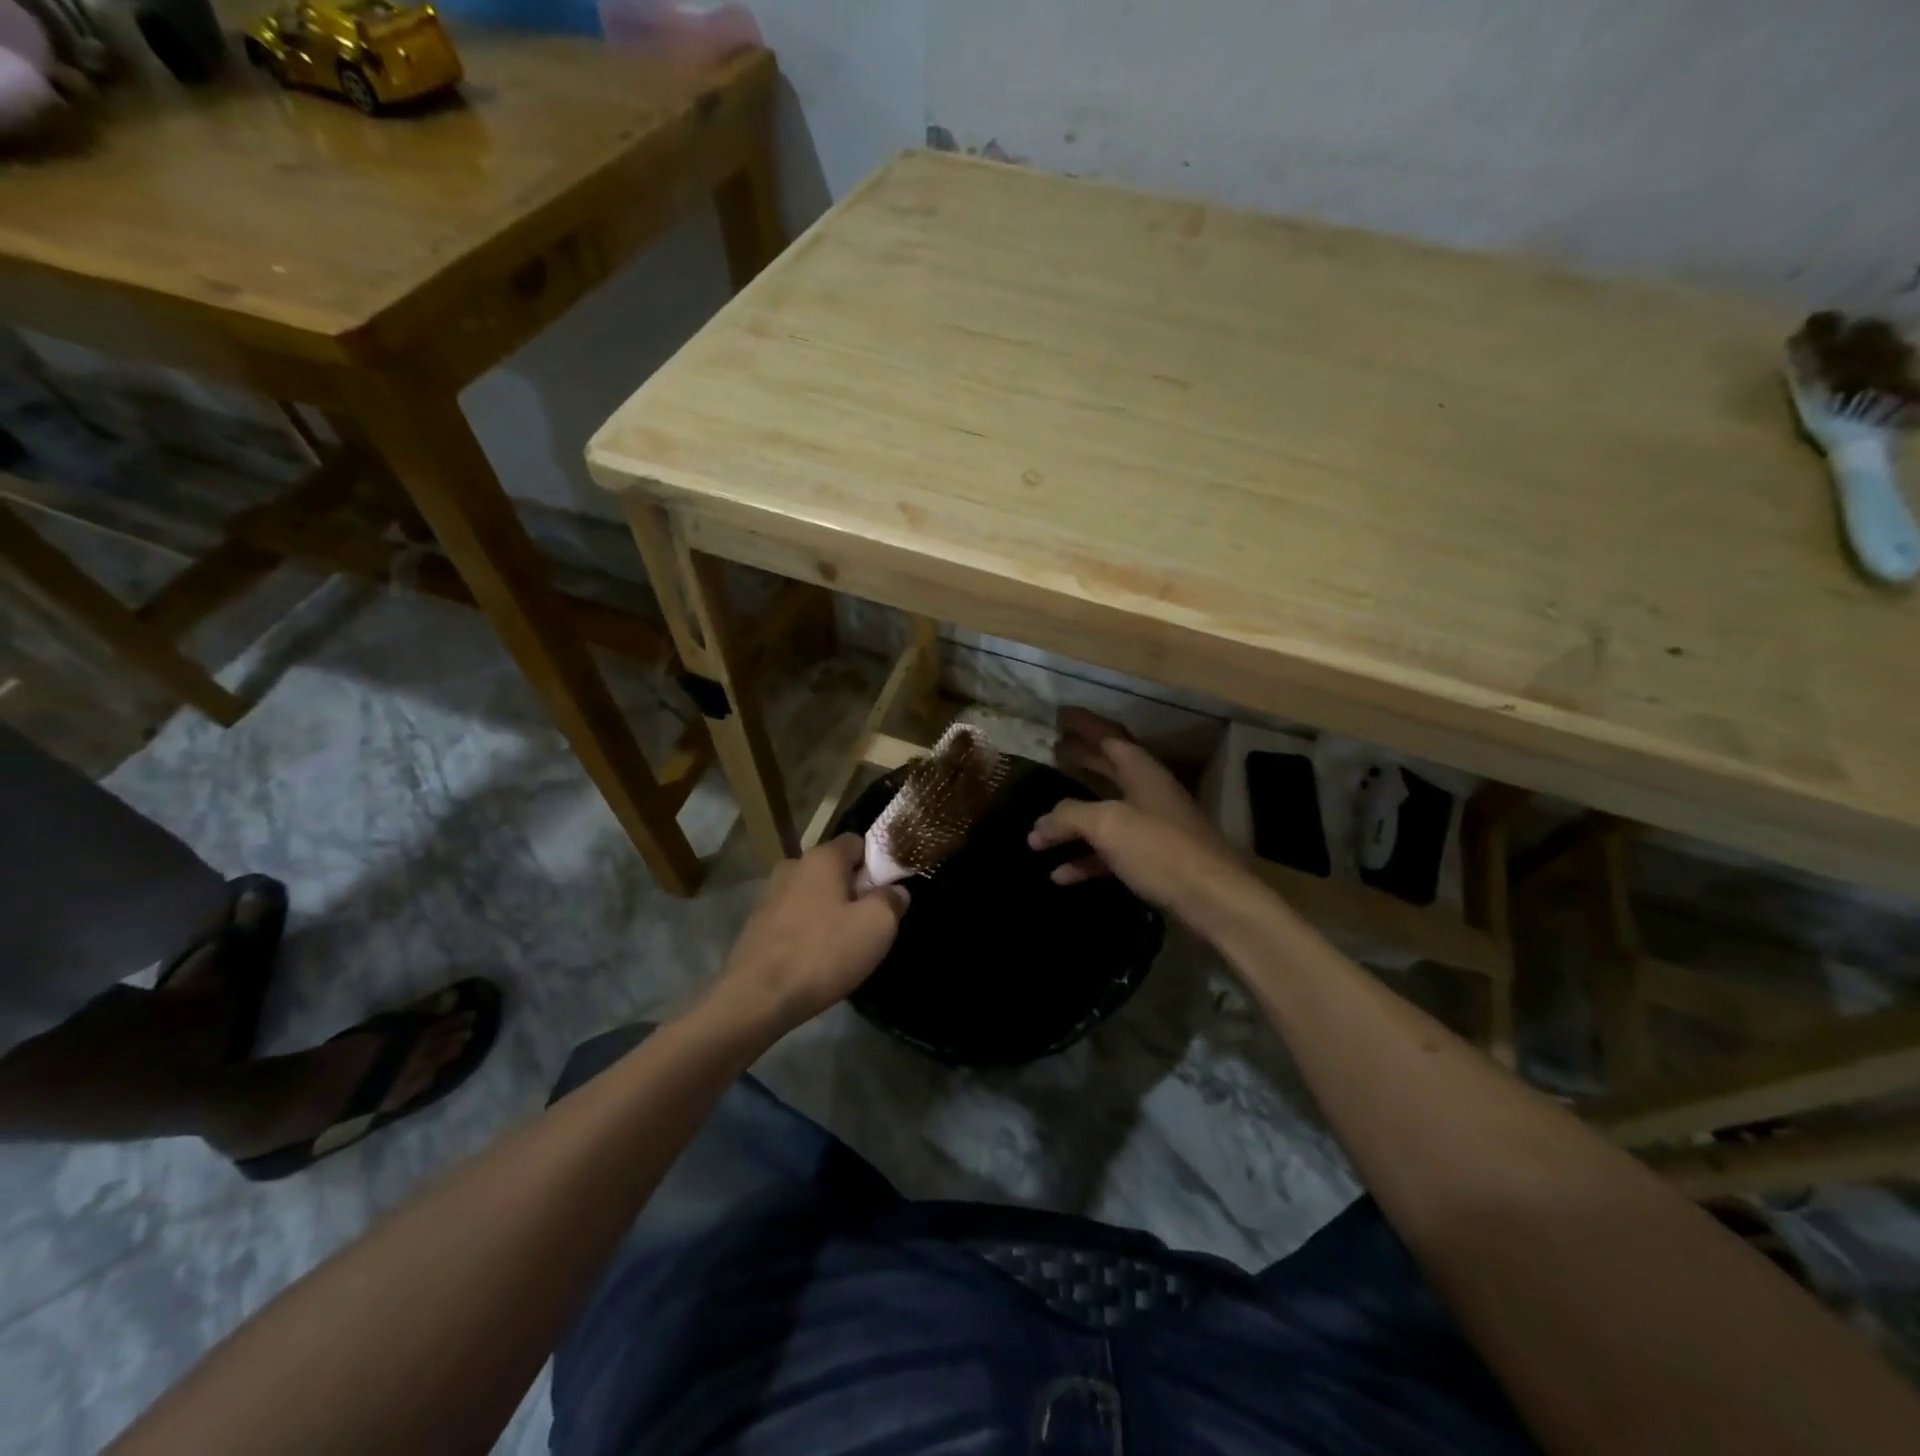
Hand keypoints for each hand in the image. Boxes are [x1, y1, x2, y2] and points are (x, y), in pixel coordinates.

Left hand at [709, 835, 908, 1036]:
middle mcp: (792, 866)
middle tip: (872, 921)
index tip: (890, 891)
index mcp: (821, 858)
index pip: (858, 842)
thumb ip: (892, 900)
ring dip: (832, 911)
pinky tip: (817, 957)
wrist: (756, 999)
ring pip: (814, 894)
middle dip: (855, 889)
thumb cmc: (822, 954)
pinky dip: (809, 929)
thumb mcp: (877, 926)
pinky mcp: (757, 924)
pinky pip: (795, 917)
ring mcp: (770, 895)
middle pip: (835, 868)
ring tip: (845, 944)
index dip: (879, 862)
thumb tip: (895, 891)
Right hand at [1029, 710, 1250, 920]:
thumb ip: (1069, 817)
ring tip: (1038, 830)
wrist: (1214, 900)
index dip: (1085, 725)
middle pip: (1108, 770)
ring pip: (1105, 816)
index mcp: (1142, 772)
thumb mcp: (1108, 824)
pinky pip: (1111, 853)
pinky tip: (1059, 875)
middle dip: (1080, 761)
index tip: (1060, 715)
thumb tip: (1041, 825)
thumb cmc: (1160, 850)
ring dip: (1072, 822)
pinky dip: (1085, 860)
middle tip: (1052, 751)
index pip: (1110, 737)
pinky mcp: (1153, 861)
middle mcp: (1148, 794)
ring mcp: (1152, 829)